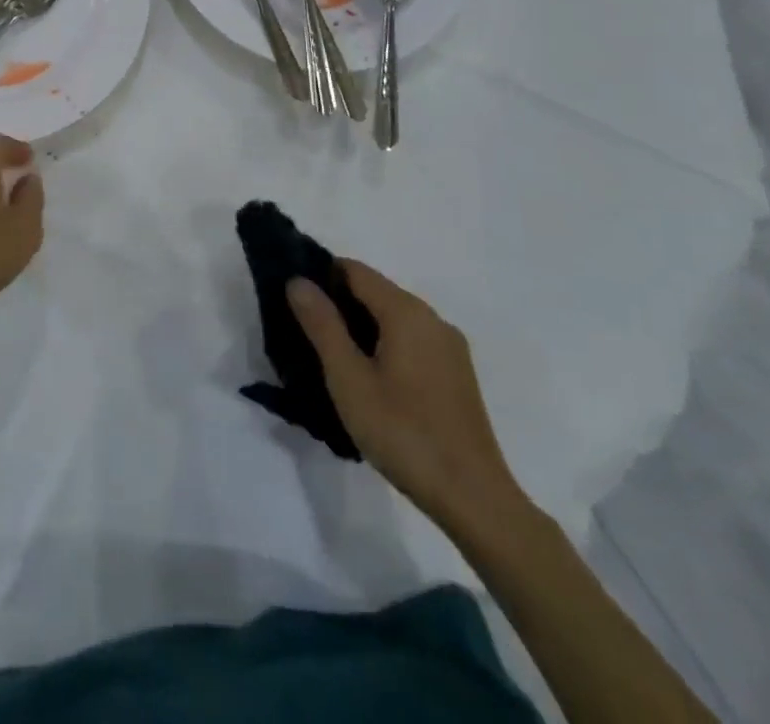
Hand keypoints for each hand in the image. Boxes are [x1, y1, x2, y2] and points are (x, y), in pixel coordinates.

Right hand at [290, 258, 527, 538]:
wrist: (474, 499)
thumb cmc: (403, 433)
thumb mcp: (349, 379)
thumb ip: (322, 325)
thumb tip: (298, 281)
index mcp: (406, 311)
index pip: (354, 270)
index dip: (321, 277)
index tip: (294, 301)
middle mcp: (432, 318)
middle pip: (375, 292)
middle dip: (339, 304)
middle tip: (307, 336)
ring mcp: (449, 347)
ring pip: (393, 319)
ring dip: (362, 329)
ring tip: (334, 362)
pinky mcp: (457, 374)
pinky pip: (411, 342)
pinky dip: (385, 347)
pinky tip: (371, 382)